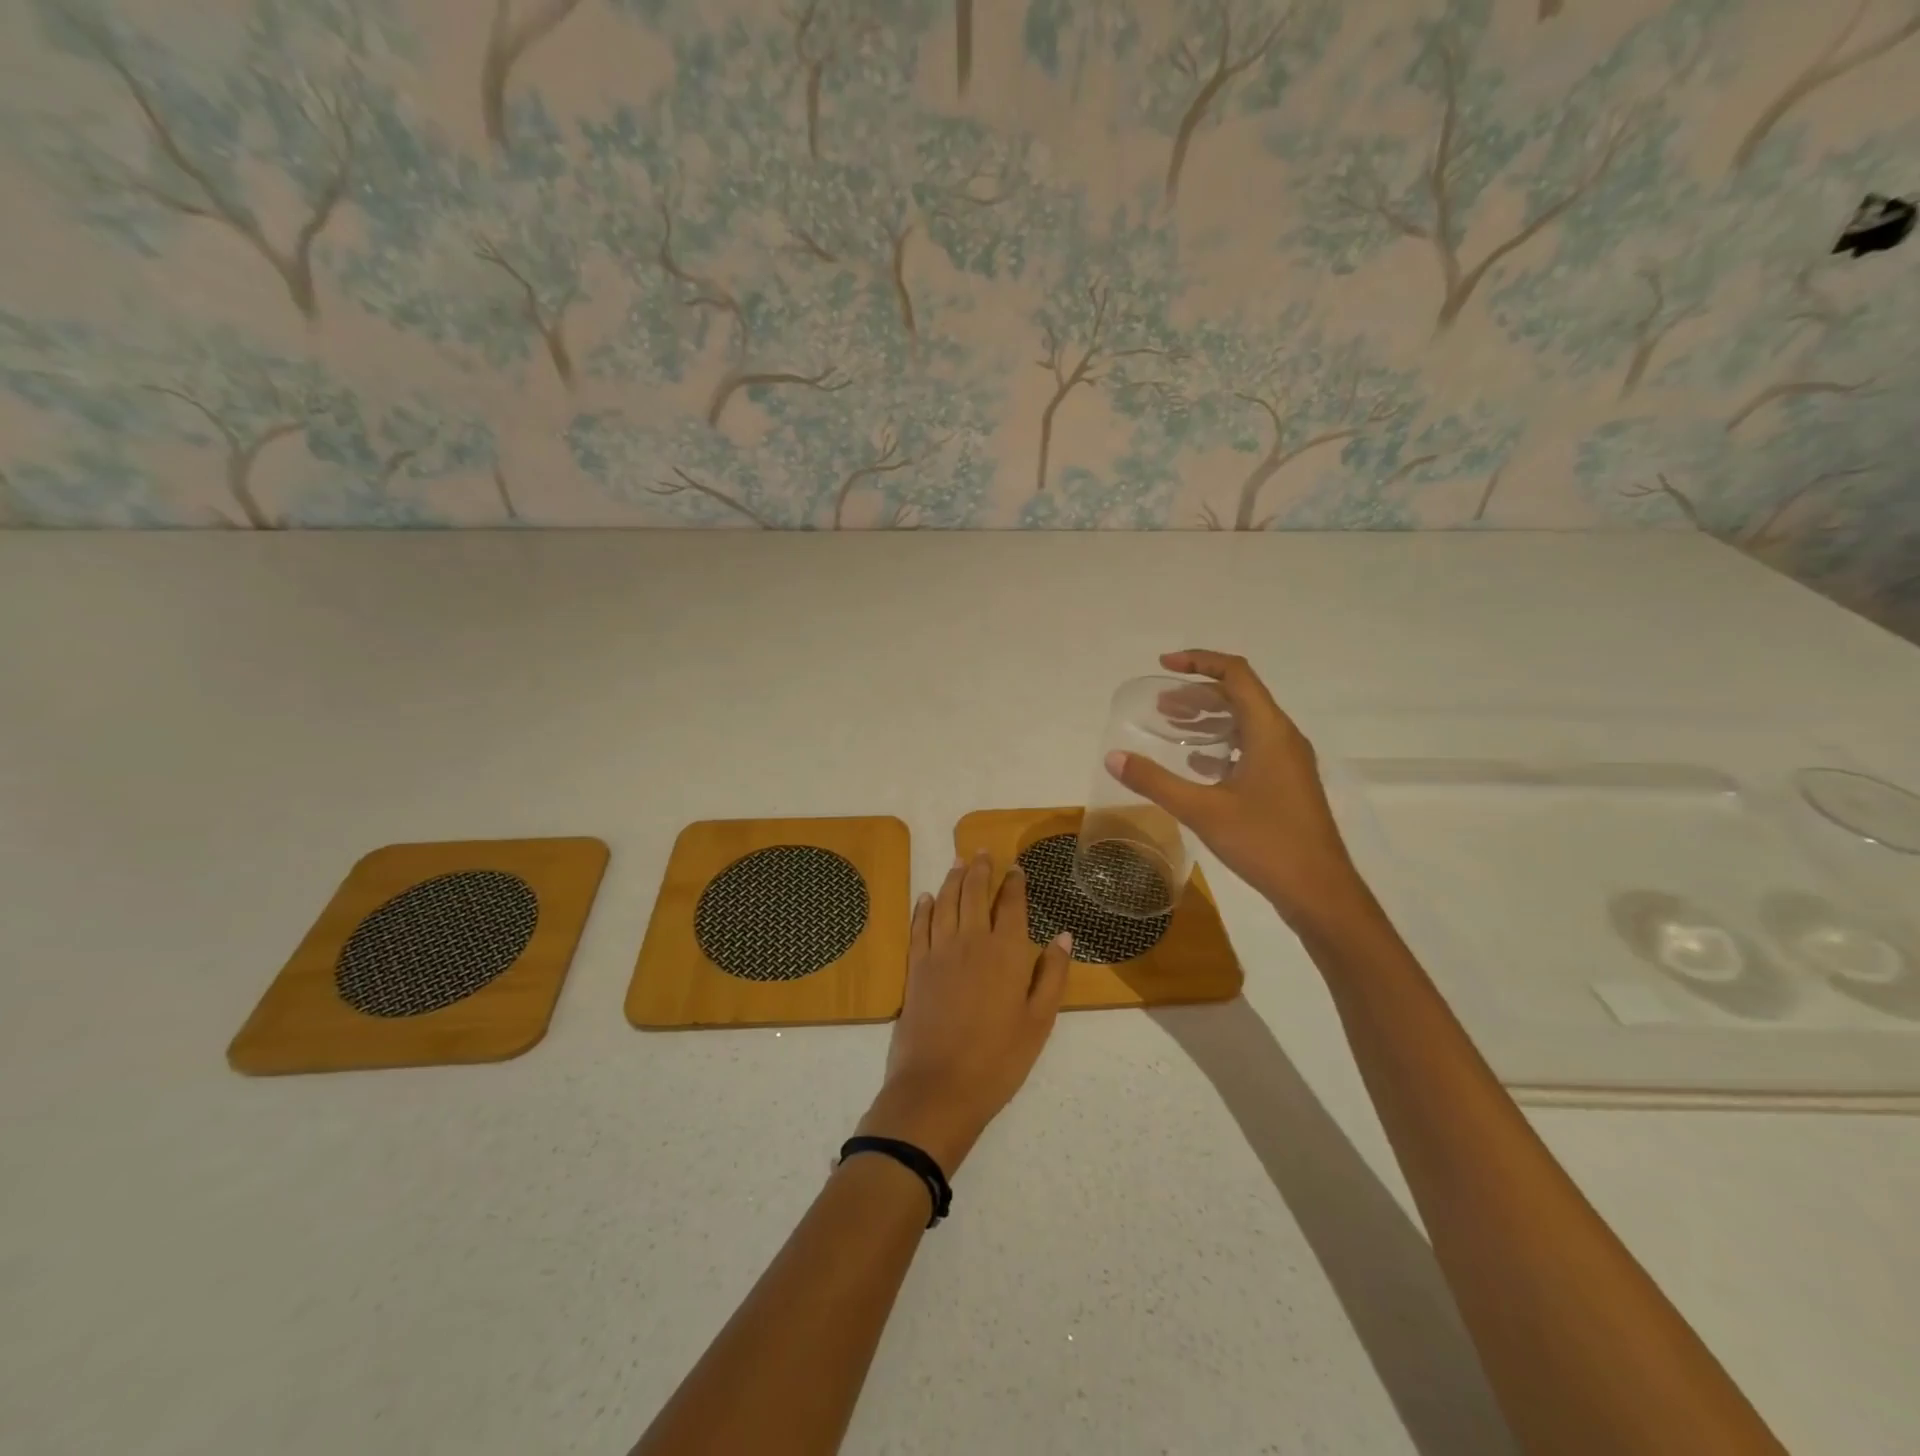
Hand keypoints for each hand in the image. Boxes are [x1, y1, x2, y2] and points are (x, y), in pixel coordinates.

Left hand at [857, 853, 1071, 1173]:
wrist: (939, 1087)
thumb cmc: (999, 1059)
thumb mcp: (1039, 1022)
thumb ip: (1053, 975)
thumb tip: (1064, 936)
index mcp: (1006, 952)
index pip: (1012, 905)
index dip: (1014, 883)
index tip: (1016, 868)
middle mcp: (971, 941)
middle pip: (975, 893)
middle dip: (980, 869)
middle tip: (983, 851)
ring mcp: (939, 952)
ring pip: (946, 902)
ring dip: (953, 879)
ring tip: (959, 861)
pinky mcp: (915, 968)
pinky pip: (919, 926)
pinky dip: (924, 908)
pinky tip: (927, 897)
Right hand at [1107, 650, 1370, 933]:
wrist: (1319, 892)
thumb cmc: (1265, 843)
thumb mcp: (1202, 810)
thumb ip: (1155, 781)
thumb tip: (1114, 757)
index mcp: (1269, 731)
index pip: (1236, 674)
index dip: (1199, 661)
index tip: (1163, 665)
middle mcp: (1283, 738)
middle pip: (1240, 697)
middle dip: (1198, 694)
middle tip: (1160, 705)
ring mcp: (1289, 763)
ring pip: (1246, 724)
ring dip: (1209, 720)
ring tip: (1173, 727)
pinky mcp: (1287, 785)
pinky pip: (1252, 749)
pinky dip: (1222, 746)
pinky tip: (1197, 764)